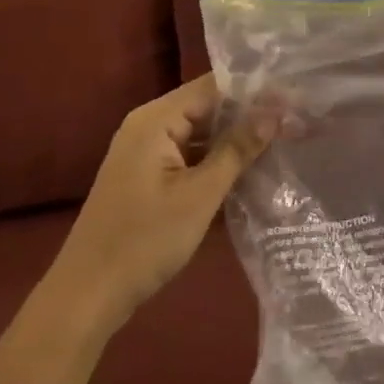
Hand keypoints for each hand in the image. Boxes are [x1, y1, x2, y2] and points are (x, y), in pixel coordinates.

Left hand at [53, 74, 271, 329]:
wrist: (87, 296)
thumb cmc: (144, 240)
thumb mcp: (199, 195)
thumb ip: (237, 150)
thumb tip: (275, 112)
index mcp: (155, 119)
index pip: (213, 87)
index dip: (255, 90)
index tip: (295, 97)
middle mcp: (148, 126)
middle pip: (207, 107)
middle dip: (249, 115)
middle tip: (296, 119)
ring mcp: (146, 152)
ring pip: (200, 133)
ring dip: (235, 139)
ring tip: (283, 139)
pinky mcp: (148, 176)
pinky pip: (189, 155)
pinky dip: (216, 160)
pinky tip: (250, 169)